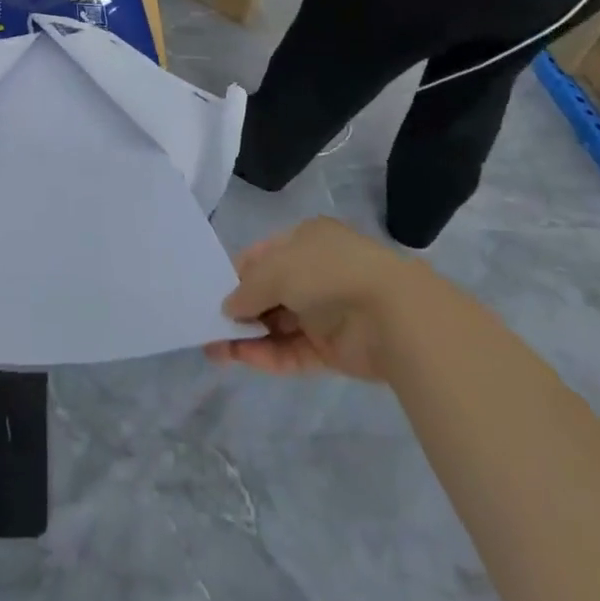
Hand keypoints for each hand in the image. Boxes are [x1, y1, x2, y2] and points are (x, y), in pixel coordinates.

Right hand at [204, 218, 405, 381]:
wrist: (392, 316)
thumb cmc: (327, 273)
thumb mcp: (276, 269)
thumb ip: (247, 288)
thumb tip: (228, 308)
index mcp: (305, 240)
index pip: (262, 256)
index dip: (236, 275)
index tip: (212, 294)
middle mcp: (314, 273)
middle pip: (268, 293)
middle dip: (239, 311)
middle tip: (207, 329)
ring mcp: (325, 313)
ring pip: (278, 325)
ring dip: (248, 337)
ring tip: (215, 351)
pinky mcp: (333, 350)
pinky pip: (293, 351)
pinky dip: (268, 355)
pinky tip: (242, 359)